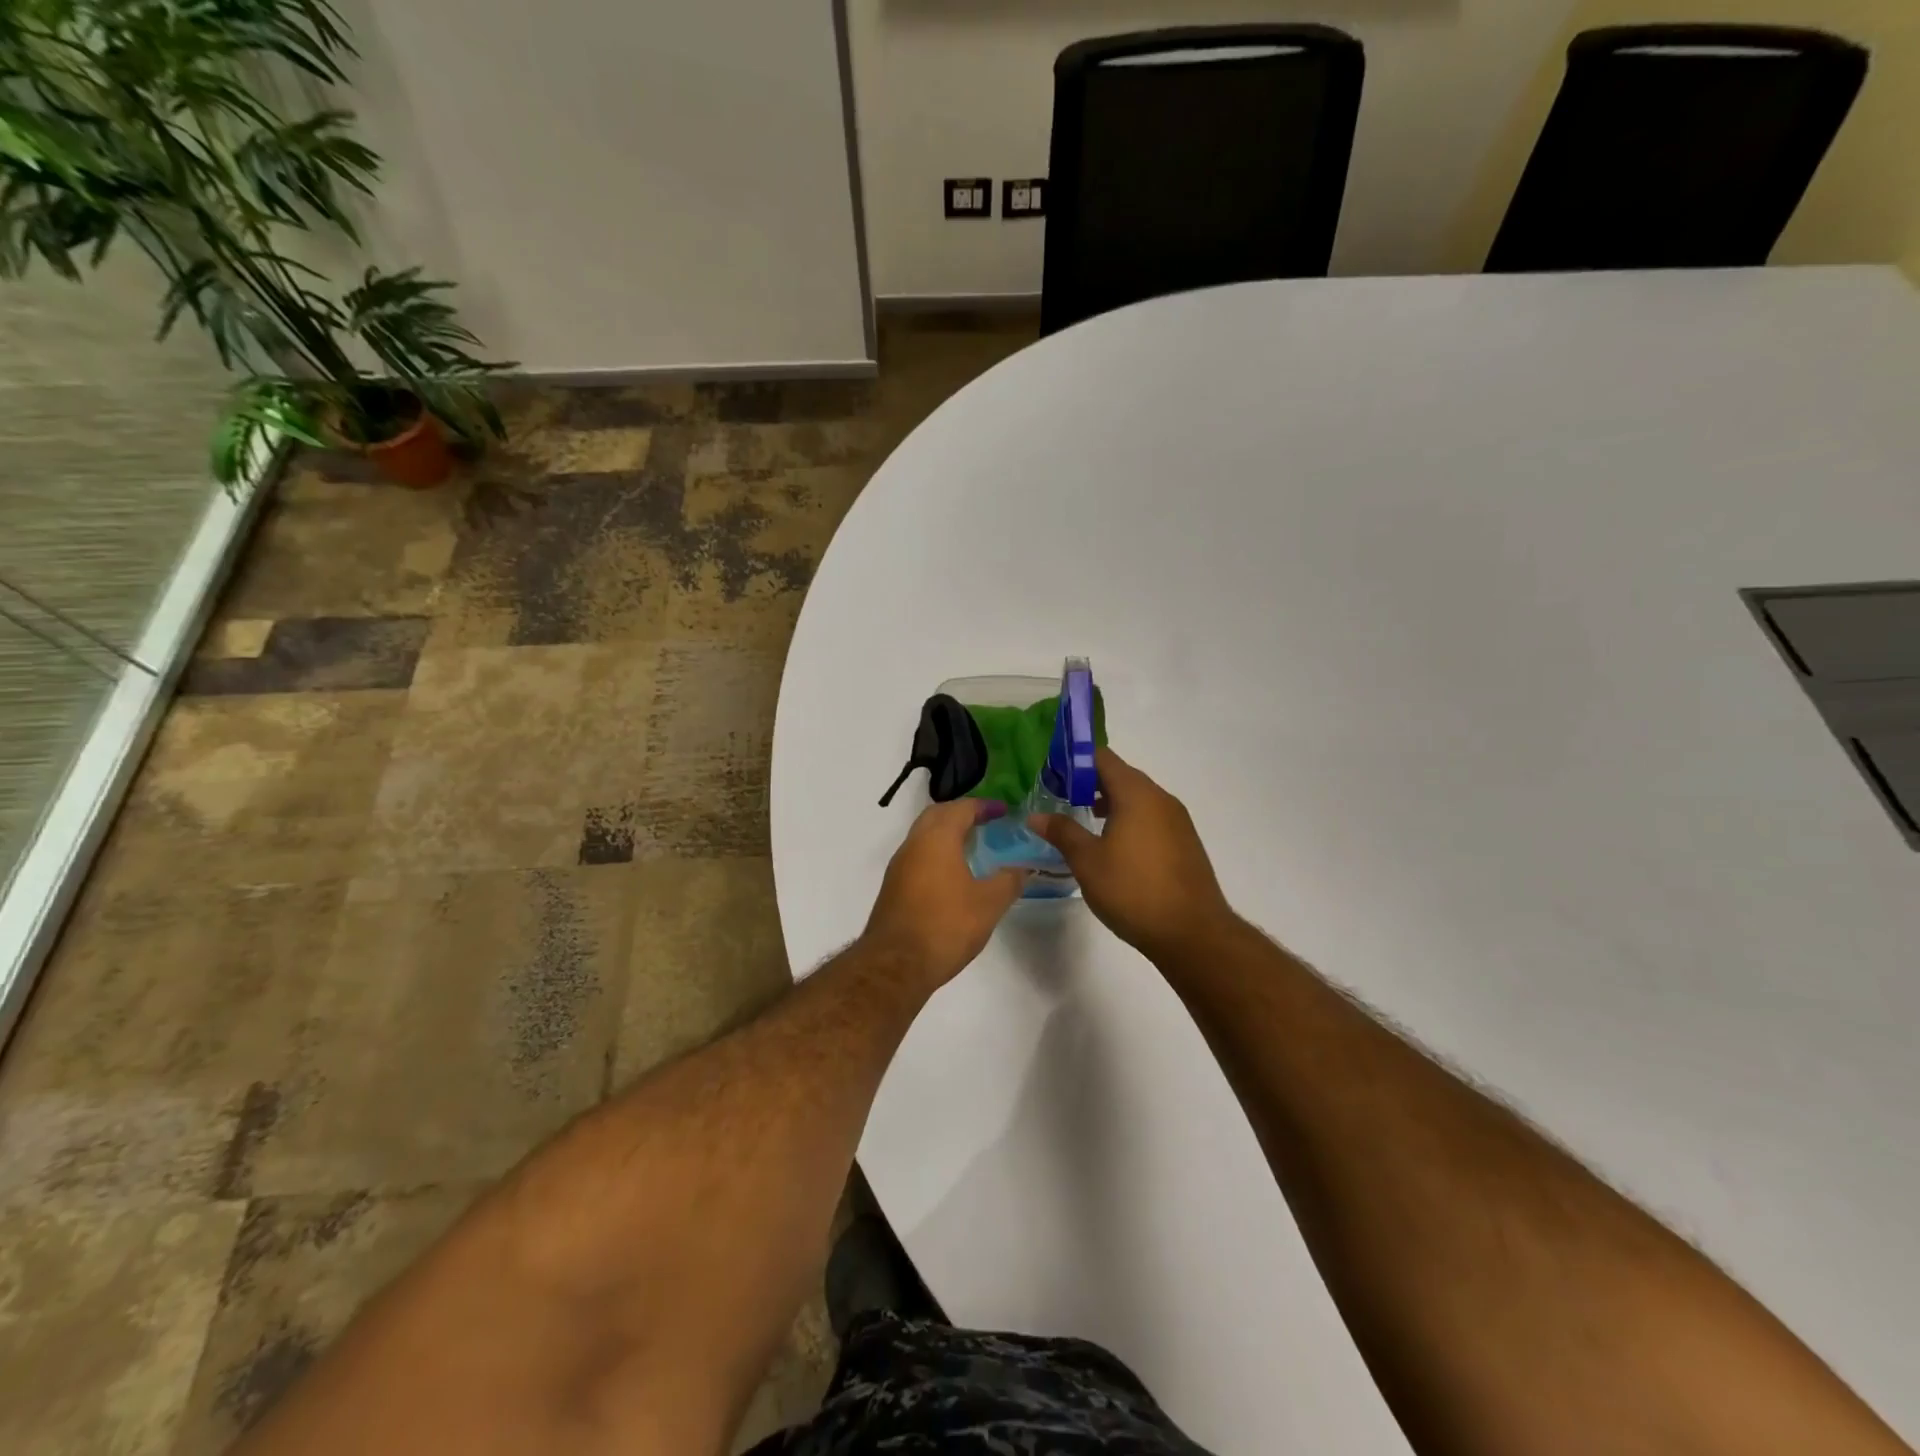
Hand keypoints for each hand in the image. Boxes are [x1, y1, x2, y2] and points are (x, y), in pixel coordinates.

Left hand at [862, 801, 1027, 992]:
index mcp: (936, 839)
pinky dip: (936, 854)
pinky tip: (953, 875)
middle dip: (961, 814)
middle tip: (986, 823)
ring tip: (973, 848)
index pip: (960, 808)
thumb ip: (1009, 880)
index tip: (1003, 811)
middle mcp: (913, 845)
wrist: (897, 965)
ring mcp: (899, 867)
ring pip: (923, 837)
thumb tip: (1022, 868)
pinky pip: (917, 857)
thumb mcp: (989, 904)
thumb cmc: (946, 925)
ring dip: (946, 834)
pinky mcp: (893, 888)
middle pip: (937, 816)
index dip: (983, 806)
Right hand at [1030, 747, 1235, 958]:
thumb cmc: (1133, 890)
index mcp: (1136, 794)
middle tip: (1059, 796)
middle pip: (1121, 775)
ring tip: (1083, 819)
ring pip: (1137, 798)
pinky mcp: (1184, 842)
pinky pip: (1151, 817)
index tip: (1050, 772)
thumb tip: (1035, 815)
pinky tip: (1113, 845)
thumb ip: (1062, 832)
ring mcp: (1177, 820)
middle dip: (1089, 782)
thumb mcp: (1087, 861)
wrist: (1192, 933)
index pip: (1102, 758)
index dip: (1074, 760)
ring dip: (1109, 802)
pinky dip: (1129, 819)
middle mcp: (1160, 798)